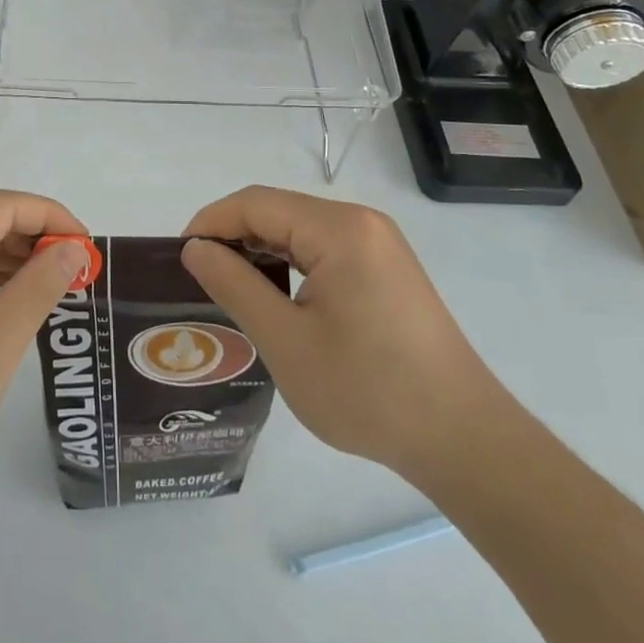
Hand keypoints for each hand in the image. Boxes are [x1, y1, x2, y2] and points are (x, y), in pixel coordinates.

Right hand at [181, 186, 507, 484]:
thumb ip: (234, 285)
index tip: (179, 257)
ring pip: (300, 230)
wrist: (464, 440)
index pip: (255, 202)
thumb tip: (194, 249)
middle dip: (233, 236)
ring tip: (230, 288)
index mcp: (338, 228)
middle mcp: (361, 222)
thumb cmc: (368, 391)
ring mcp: (379, 244)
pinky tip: (276, 296)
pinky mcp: (387, 268)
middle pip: (278, 210)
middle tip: (199, 277)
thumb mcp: (286, 341)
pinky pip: (324, 249)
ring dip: (261, 250)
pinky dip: (291, 263)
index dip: (211, 222)